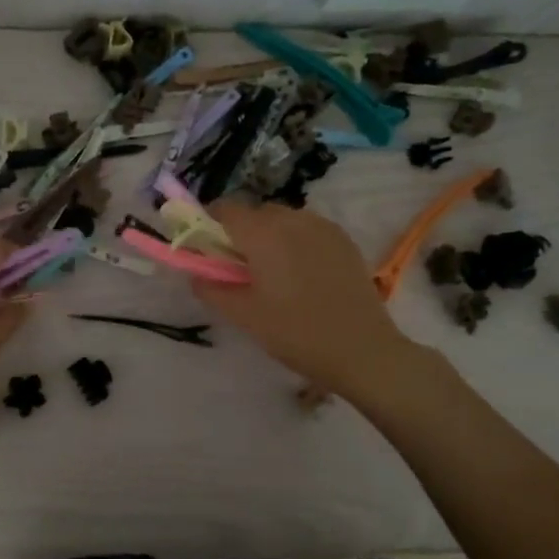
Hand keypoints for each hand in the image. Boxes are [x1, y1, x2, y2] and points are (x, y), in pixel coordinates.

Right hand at [189, 201, 414, 398]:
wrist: (362, 350)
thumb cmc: (295, 332)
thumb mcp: (244, 315)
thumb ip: (211, 288)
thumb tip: (196, 274)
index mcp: (263, 233)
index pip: (225, 209)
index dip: (209, 224)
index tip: (207, 250)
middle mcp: (292, 219)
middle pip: (255, 212)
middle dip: (240, 233)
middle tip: (238, 269)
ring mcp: (323, 226)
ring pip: (283, 219)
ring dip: (269, 236)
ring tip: (273, 274)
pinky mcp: (343, 240)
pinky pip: (307, 229)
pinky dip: (295, 242)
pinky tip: (301, 275)